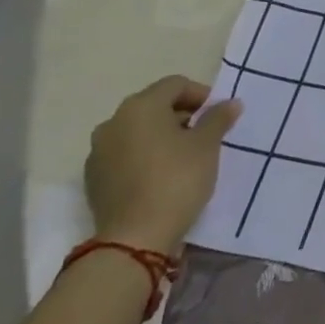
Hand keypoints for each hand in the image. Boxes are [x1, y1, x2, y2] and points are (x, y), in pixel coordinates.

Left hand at [84, 76, 238, 254]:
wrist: (135, 238)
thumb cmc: (177, 179)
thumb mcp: (207, 145)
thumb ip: (218, 118)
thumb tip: (230, 103)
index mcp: (140, 107)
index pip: (175, 85)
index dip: (201, 95)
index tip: (218, 115)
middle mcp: (113, 122)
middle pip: (153, 106)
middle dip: (181, 115)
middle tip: (205, 134)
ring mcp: (98, 152)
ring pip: (137, 132)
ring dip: (161, 136)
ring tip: (184, 156)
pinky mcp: (94, 180)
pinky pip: (124, 155)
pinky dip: (144, 157)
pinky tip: (162, 175)